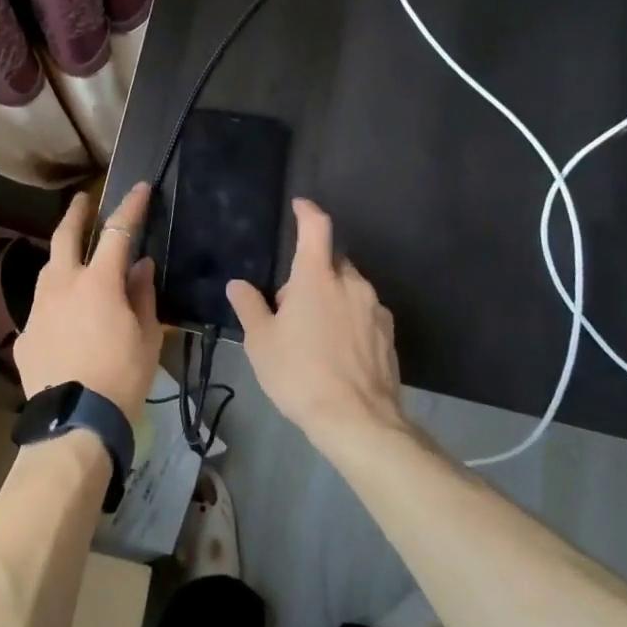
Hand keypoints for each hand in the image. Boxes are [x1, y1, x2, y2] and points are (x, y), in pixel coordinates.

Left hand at [14, 181, 160, 422]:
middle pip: (65, 236)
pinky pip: (43, 308)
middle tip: (83, 199)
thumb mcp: (146, 336)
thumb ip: (143, 295)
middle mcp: (63, 285)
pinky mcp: (26, 334)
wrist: (75, 422)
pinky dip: (56, 304)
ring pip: (48, 270)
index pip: (117, 232)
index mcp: (98, 282)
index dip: (130, 207)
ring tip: (72, 259)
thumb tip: (141, 266)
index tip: (139, 188)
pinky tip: (64, 320)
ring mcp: (39, 308)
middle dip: (76, 213)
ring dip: (62, 258)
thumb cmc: (121, 377)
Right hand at [227, 198, 406, 452]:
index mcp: (318, 277)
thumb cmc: (300, 374)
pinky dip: (349, 320)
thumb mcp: (261, 342)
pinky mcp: (389, 335)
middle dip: (313, 272)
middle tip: (291, 305)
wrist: (358, 421)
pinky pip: (364, 314)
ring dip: (332, 298)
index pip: (316, 227)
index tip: (300, 205)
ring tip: (314, 334)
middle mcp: (351, 284)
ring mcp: (375, 309)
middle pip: (332, 262)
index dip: (307, 211)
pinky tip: (337, 351)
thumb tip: (238, 284)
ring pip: (349, 289)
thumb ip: (250, 306)